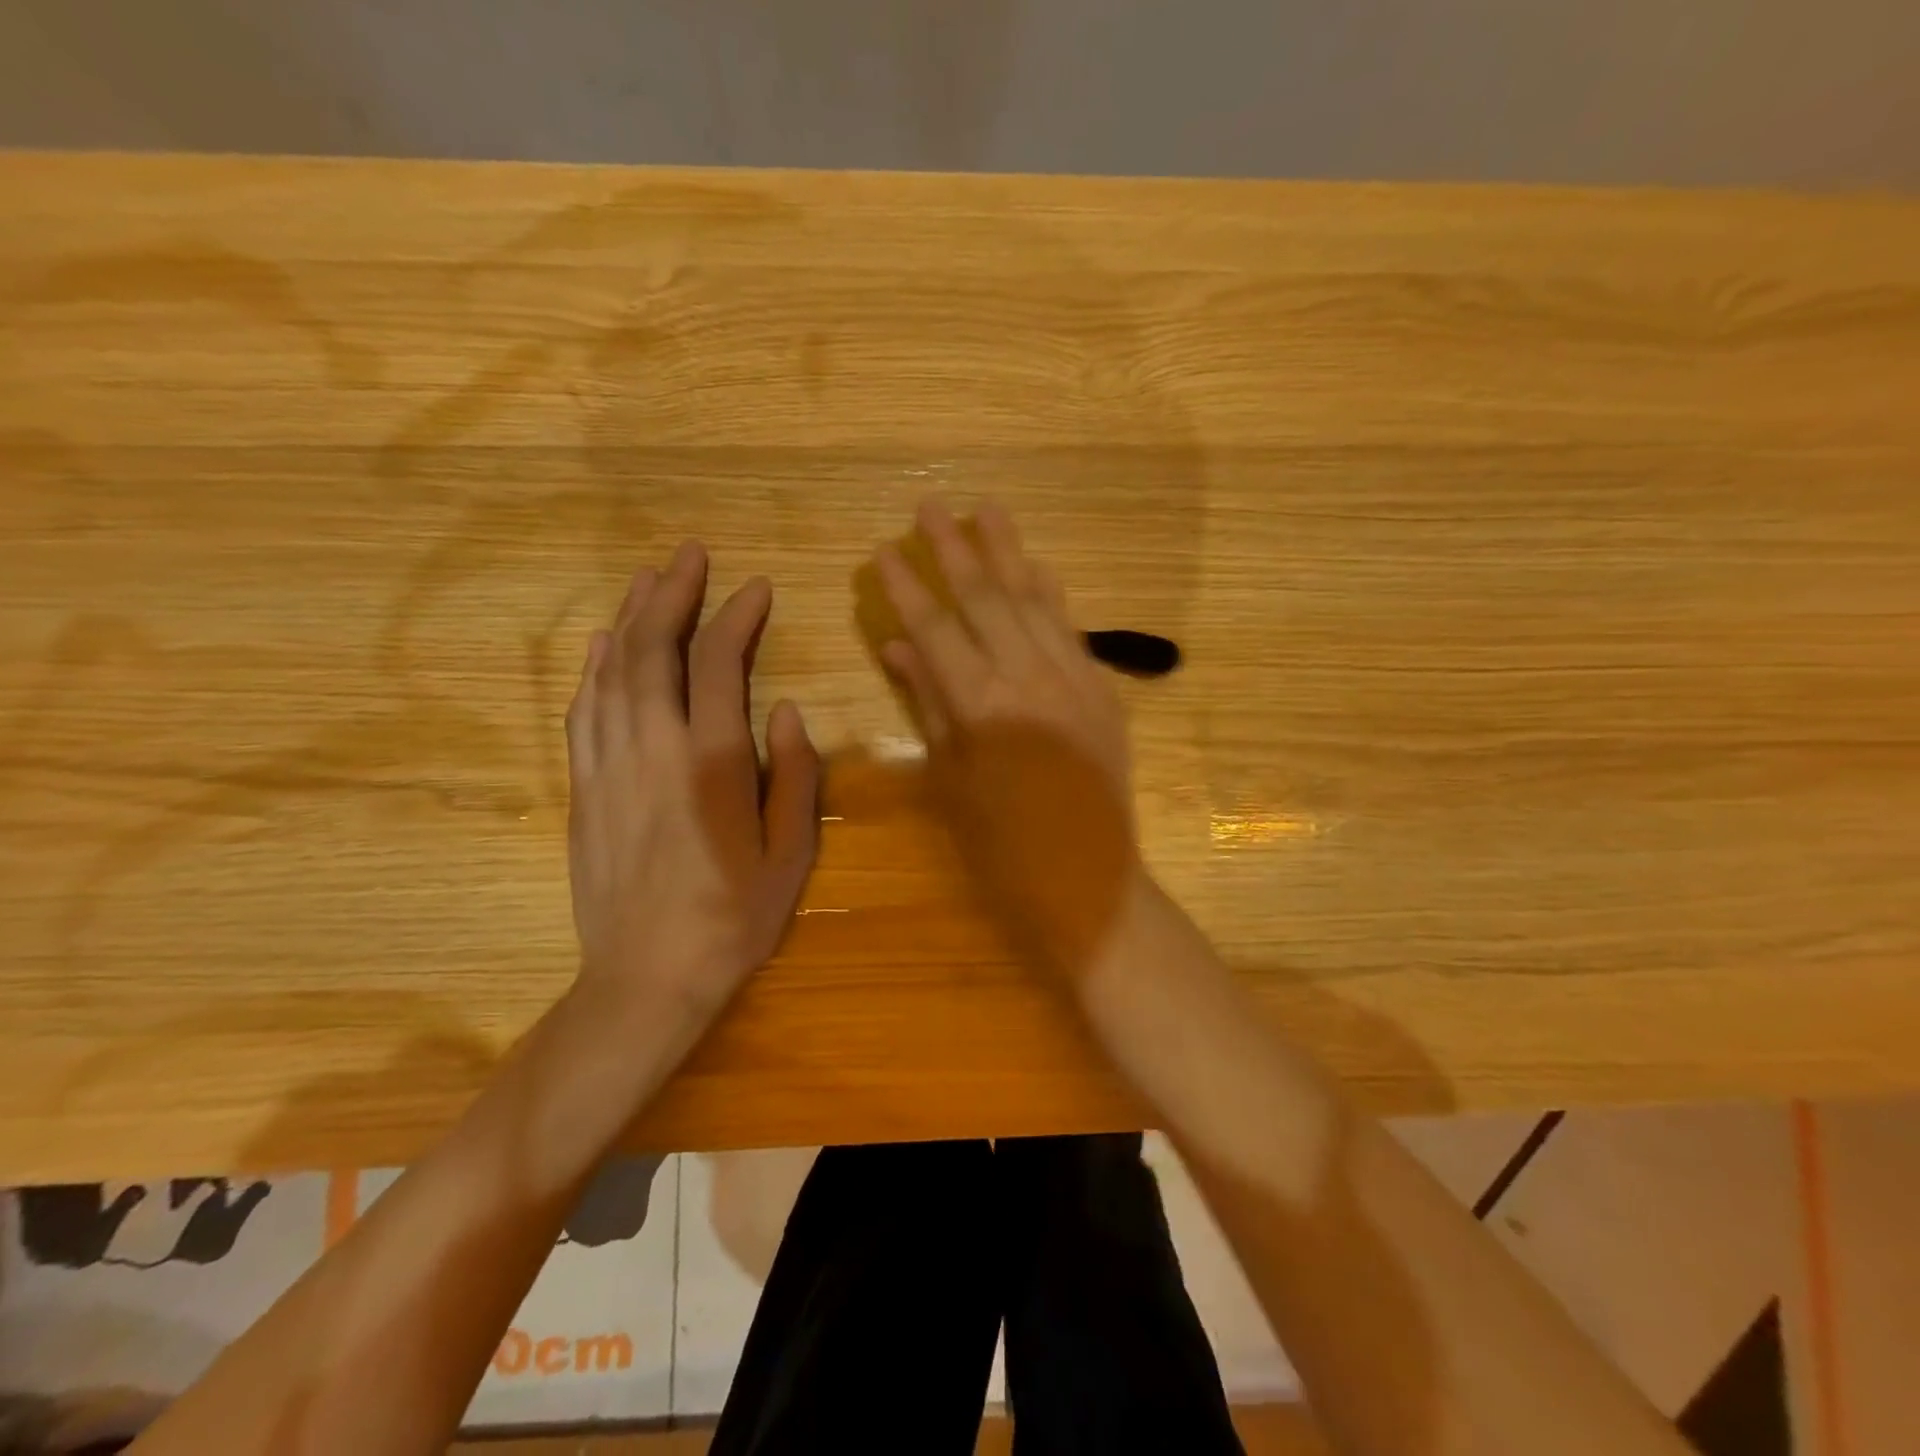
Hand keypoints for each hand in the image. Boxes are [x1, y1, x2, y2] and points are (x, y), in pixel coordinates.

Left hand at [565, 540, 820, 1023]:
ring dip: (630, 618)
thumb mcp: (790, 854)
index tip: (756, 588)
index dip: (736, 617)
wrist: (646, 978)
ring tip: (649, 579)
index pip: (718, 665)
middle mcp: (652, 751)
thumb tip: (788, 711)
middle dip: (672, 594)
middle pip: (652, 651)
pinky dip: (594, 667)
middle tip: (690, 554)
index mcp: (710, 764)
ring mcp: (608, 767)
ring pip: (611, 672)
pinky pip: (583, 710)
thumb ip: (794, 776)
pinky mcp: (583, 788)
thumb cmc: (733, 918)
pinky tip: (602, 643)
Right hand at [873, 500, 1143, 981]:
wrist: (1087, 879)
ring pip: (1034, 601)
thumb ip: (928, 704)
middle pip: (986, 599)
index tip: (885, 551)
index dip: (908, 587)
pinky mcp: (1102, 689)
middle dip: (954, 550)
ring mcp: (1073, 679)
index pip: (935, 628)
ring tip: (986, 509)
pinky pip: (1072, 629)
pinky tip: (1036, 566)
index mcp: (981, 706)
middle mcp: (1028, 678)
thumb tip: (897, 646)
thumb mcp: (951, 778)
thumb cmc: (1001, 845)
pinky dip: (1052, 594)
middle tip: (929, 507)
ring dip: (1007, 553)